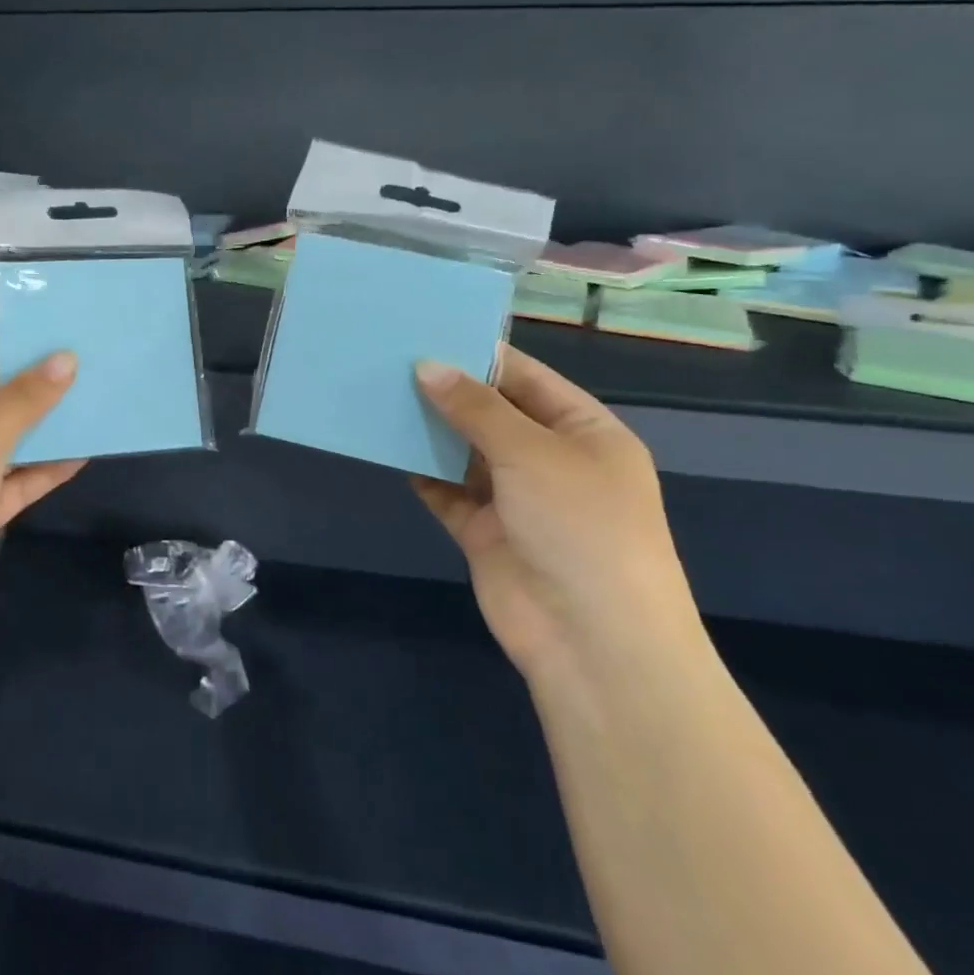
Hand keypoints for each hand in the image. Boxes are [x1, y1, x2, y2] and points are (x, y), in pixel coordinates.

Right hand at [412, 348, 699, 674]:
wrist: (592, 642)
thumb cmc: (580, 526)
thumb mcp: (531, 452)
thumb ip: (475, 407)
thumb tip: (426, 366)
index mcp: (585, 431)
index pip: (527, 378)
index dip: (480, 356)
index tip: (427, 333)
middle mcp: (552, 460)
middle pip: (493, 414)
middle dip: (449, 391)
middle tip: (391, 360)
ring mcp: (518, 499)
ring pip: (466, 452)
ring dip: (431, 429)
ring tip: (381, 394)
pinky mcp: (486, 532)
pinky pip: (448, 492)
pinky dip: (423, 472)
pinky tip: (389, 447)